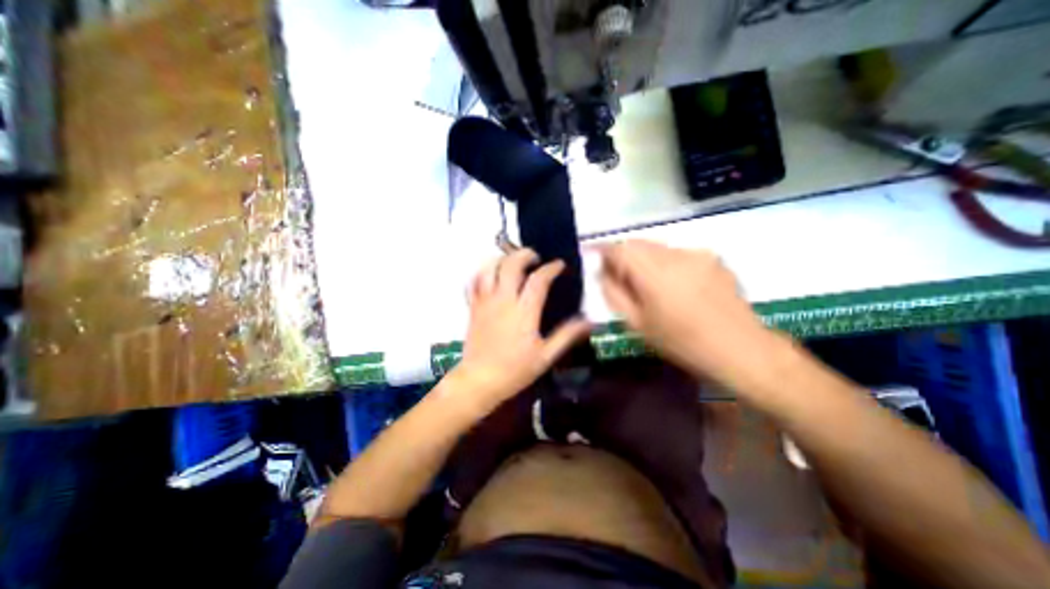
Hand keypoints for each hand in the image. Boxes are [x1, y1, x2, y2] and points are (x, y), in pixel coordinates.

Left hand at [457, 248, 594, 408]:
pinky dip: (482, 272)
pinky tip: (491, 273)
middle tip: (535, 257)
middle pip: (511, 265)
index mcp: (524, 311)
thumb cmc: (515, 370)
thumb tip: (589, 321)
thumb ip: (567, 336)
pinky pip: (474, 281)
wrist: (480, 380)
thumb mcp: (546, 356)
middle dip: (524, 254)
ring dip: (502, 258)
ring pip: (489, 268)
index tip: (559, 265)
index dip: (551, 268)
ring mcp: (485, 302)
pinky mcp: (473, 307)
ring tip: (512, 261)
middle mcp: (504, 300)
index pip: (539, 279)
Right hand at [599, 239, 786, 391]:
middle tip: (619, 276)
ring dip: (644, 258)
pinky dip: (666, 262)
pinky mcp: (713, 258)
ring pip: (657, 247)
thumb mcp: (637, 323)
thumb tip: (601, 273)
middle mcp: (674, 254)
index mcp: (653, 272)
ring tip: (648, 283)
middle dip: (623, 254)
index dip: (603, 250)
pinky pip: (678, 253)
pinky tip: (675, 285)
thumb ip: (613, 293)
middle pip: (638, 243)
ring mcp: (697, 253)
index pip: (619, 248)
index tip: (594, 257)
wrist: (740, 349)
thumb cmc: (681, 342)